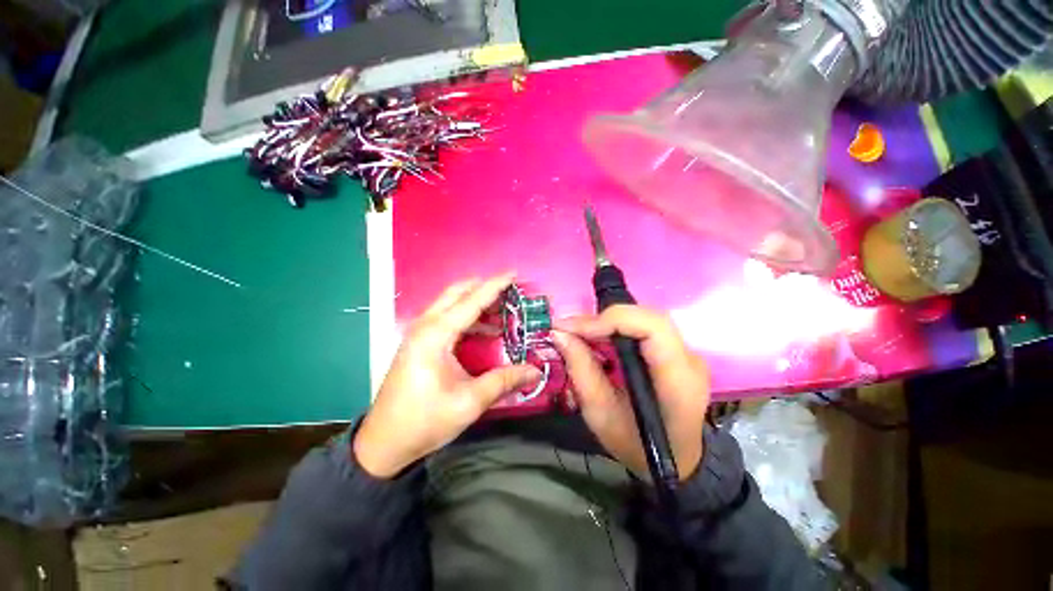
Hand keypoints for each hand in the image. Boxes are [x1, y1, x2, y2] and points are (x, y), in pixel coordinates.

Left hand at [354, 274, 541, 478]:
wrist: (384, 443)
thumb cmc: (425, 420)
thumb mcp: (470, 401)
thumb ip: (505, 381)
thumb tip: (535, 371)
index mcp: (436, 335)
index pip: (471, 301)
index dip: (495, 286)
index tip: (514, 273)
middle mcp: (426, 326)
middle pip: (457, 293)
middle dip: (484, 288)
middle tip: (510, 291)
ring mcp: (419, 333)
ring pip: (450, 303)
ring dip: (475, 302)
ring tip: (503, 309)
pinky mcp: (419, 343)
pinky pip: (446, 318)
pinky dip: (467, 317)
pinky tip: (485, 330)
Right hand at [554, 305, 709, 480]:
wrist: (675, 461)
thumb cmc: (637, 446)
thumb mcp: (601, 415)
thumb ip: (581, 370)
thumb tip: (560, 334)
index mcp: (677, 379)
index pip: (652, 327)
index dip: (611, 319)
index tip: (573, 329)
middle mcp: (688, 358)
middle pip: (646, 318)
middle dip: (603, 319)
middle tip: (569, 330)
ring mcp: (684, 353)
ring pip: (642, 319)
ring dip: (606, 322)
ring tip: (577, 335)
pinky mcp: (673, 351)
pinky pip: (641, 329)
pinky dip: (614, 329)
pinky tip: (596, 340)